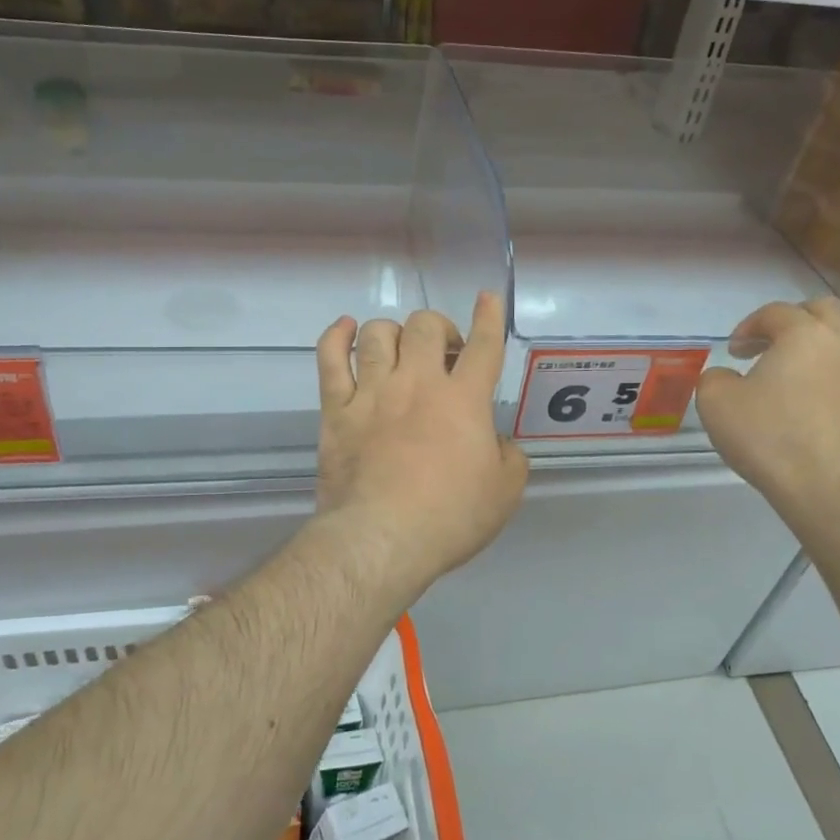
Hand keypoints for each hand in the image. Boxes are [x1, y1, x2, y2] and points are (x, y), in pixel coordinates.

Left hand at [313, 291, 528, 601]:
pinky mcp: (337, 409)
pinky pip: (330, 358)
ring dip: (393, 333)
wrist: (381, 539)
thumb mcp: (504, 494)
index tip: (487, 299)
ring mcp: (372, 392)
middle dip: (439, 329)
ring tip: (399, 350)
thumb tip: (497, 443)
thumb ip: (509, 458)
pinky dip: (336, 336)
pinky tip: (345, 329)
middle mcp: (417, 383)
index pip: (483, 346)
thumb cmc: (449, 518)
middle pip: (425, 326)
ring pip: (377, 333)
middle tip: (443, 355)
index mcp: (463, 400)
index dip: (488, 318)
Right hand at [694, 298, 839, 520]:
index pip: (775, 312)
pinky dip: (834, 374)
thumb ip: (715, 377)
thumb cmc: (770, 437)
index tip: (734, 351)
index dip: (749, 326)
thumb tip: (728, 376)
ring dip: (818, 348)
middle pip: (823, 311)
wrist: (832, 487)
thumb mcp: (716, 403)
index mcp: (805, 332)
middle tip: (768, 347)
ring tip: (793, 377)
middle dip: (792, 322)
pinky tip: (814, 403)